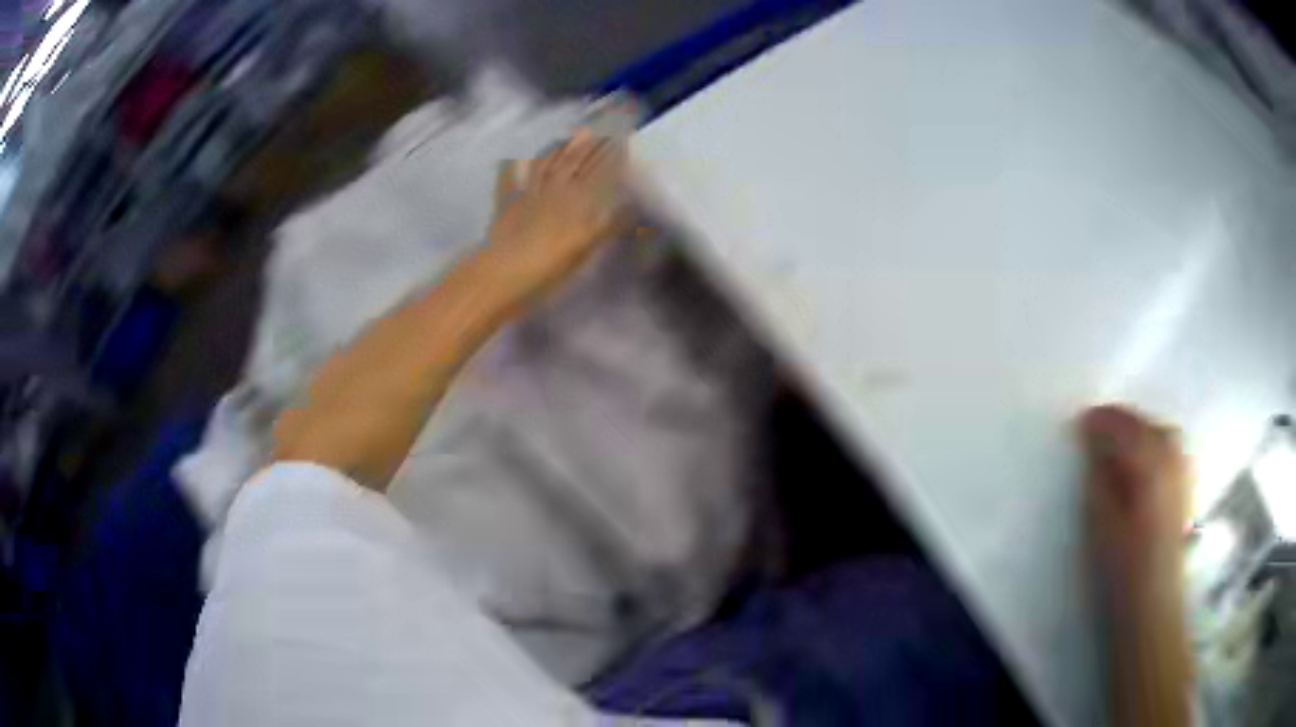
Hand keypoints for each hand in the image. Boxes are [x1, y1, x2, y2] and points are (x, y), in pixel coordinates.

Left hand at [485, 128, 629, 296]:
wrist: (500, 275)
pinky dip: (518, 165)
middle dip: (594, 142)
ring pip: (550, 163)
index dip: (614, 152)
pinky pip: (513, 178)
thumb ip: (611, 225)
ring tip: (579, 132)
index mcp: (578, 199)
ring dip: (566, 147)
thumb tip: (635, 205)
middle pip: (577, 161)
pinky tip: (519, 156)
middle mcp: (556, 189)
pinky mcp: (507, 203)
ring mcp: (530, 193)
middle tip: (609, 124)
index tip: (627, 135)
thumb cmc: (548, 268)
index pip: (601, 169)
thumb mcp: (586, 249)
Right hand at [1077, 404, 1189, 587]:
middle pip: (1148, 425)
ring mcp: (1183, 474)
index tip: (1082, 421)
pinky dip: (1157, 444)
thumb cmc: (1123, 566)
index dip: (1103, 421)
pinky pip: (1173, 451)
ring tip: (1122, 441)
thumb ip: (1098, 478)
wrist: (1154, 600)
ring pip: (1164, 434)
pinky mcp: (1187, 488)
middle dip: (1125, 422)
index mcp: (1151, 466)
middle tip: (1099, 429)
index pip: (1126, 429)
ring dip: (1142, 430)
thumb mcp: (1102, 524)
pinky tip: (1146, 459)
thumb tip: (1093, 445)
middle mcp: (1172, 461)